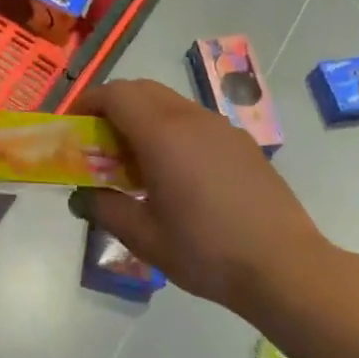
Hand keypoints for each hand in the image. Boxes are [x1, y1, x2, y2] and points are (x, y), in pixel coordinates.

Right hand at [72, 80, 338, 307]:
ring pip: (170, 102)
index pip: (116, 94)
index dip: (88, 102)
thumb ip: (104, 208)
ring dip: (143, 116)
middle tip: (98, 140)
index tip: (73, 124)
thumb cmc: (205, 250)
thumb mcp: (143, 236)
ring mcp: (222, 128)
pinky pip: (194, 120)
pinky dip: (171, 129)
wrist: (285, 268)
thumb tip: (81, 196)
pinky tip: (175, 171)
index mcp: (162, 134)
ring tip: (135, 158)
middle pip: (141, 89)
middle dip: (113, 105)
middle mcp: (192, 119)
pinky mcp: (242, 143)